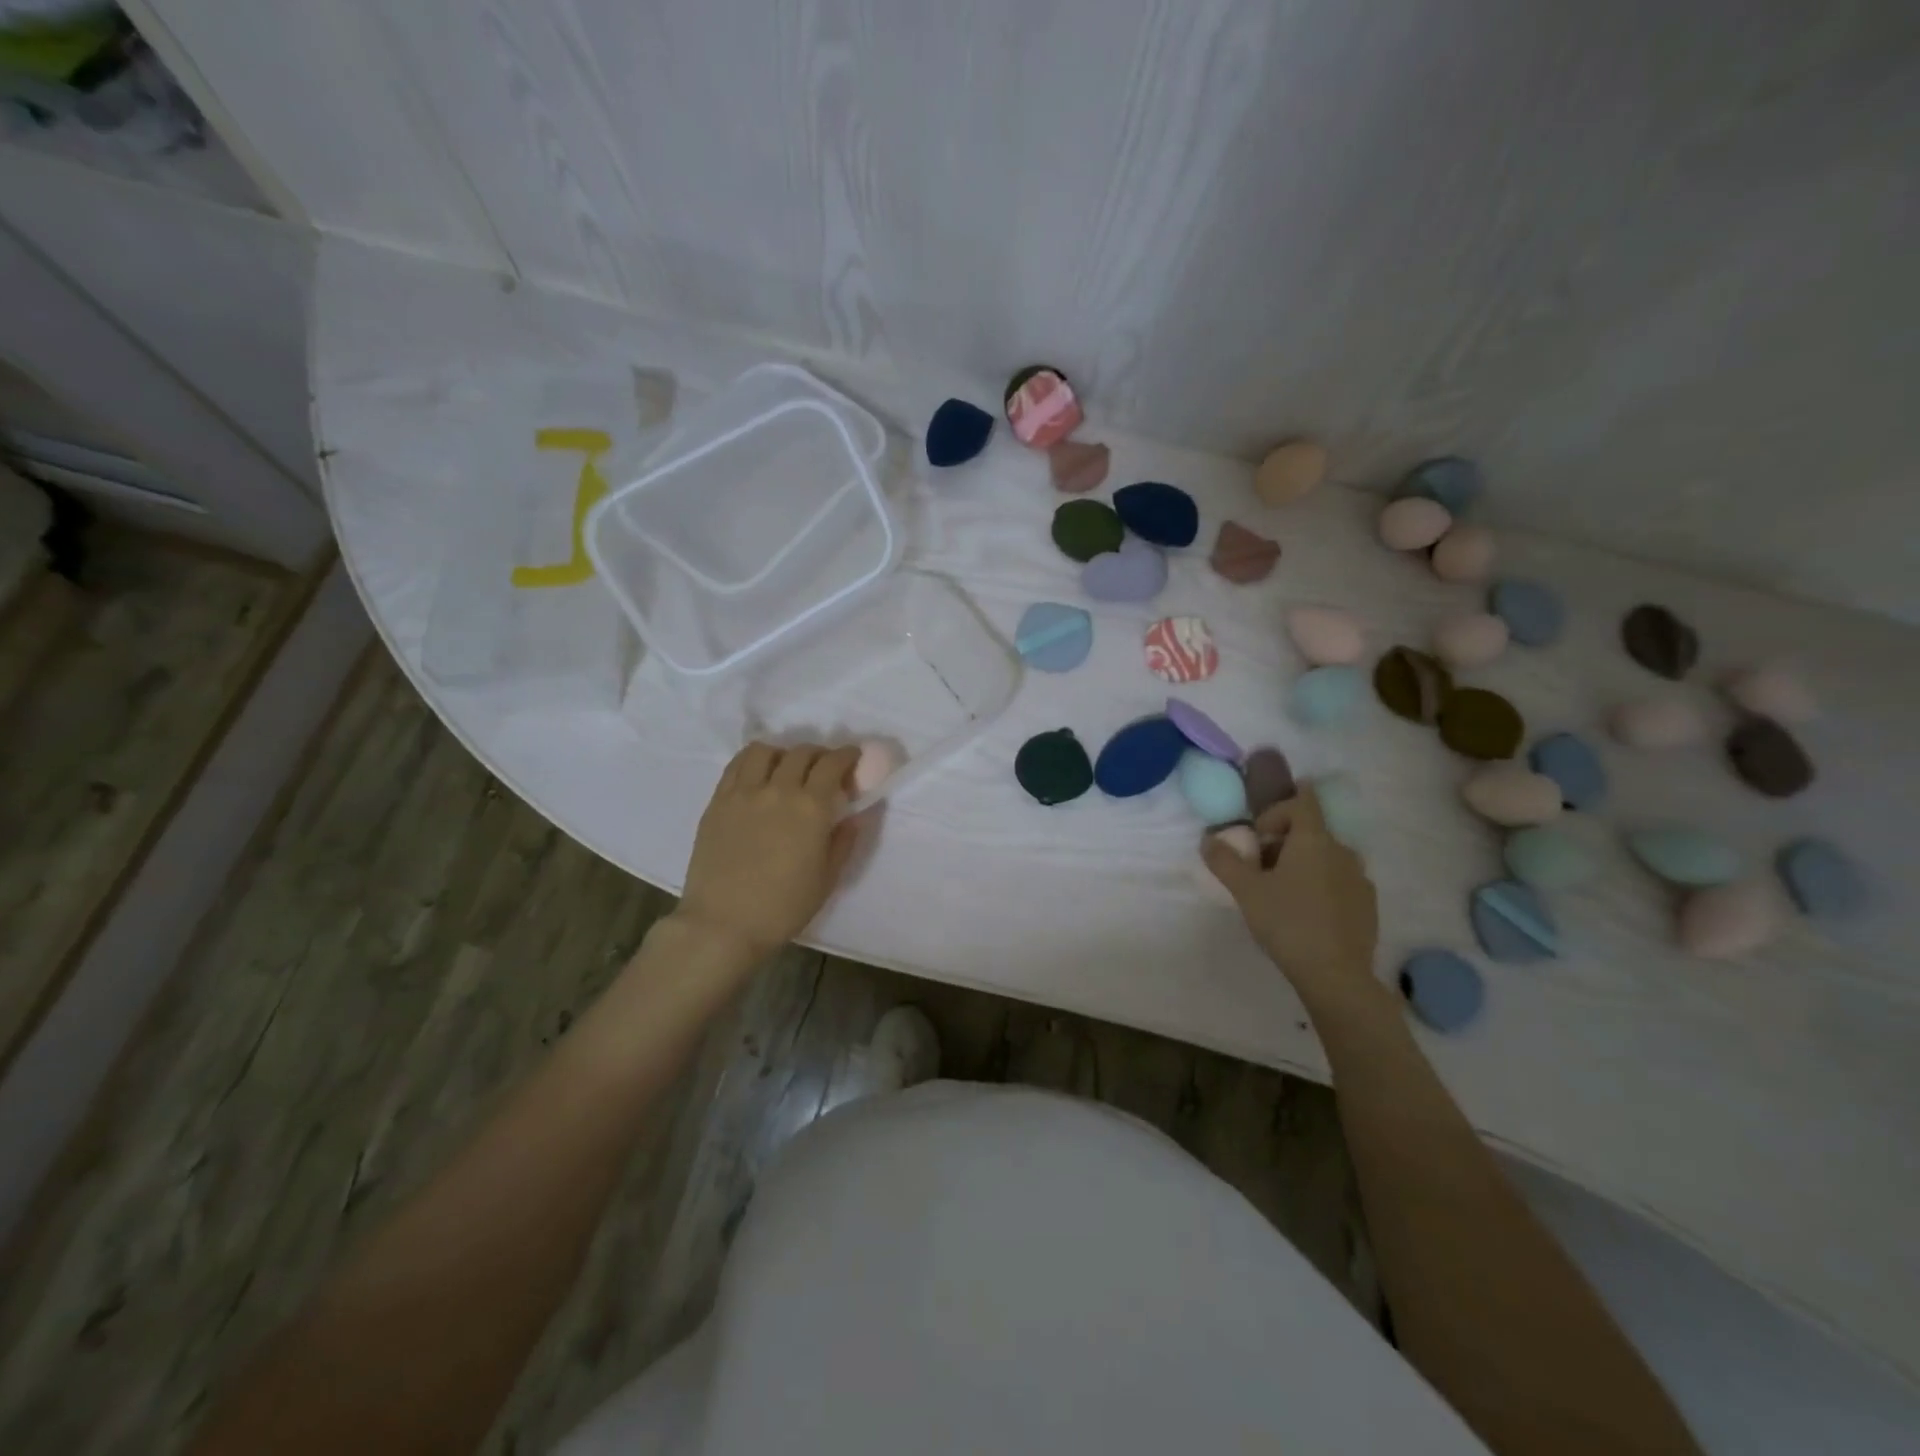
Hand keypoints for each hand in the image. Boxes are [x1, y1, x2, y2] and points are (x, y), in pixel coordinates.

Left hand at [674, 742, 863, 963]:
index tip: (853, 757)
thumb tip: (855, 815)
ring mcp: (743, 793)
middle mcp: (777, 789)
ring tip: (786, 767)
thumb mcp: (827, 878)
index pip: (832, 764)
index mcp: (810, 808)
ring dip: (783, 753)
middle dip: (819, 754)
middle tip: (824, 768)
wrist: (724, 924)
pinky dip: (753, 761)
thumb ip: (844, 841)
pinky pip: (736, 766)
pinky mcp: (717, 802)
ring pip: (764, 751)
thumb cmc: (783, 907)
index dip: (847, 755)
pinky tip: (757, 775)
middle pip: (801, 753)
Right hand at [1202, 785, 1380, 1011]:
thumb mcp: (1246, 891)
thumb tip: (1208, 839)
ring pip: (1326, 857)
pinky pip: (1340, 881)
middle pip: (1311, 831)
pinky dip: (1322, 886)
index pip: (1303, 801)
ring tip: (1282, 894)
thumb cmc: (1287, 922)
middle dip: (1284, 842)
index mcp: (1313, 840)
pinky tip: (1306, 914)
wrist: (1336, 975)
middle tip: (1260, 869)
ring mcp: (1360, 878)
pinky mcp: (1368, 904)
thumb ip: (1224, 860)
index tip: (1260, 830)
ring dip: (1303, 864)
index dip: (1279, 807)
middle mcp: (1342, 851)